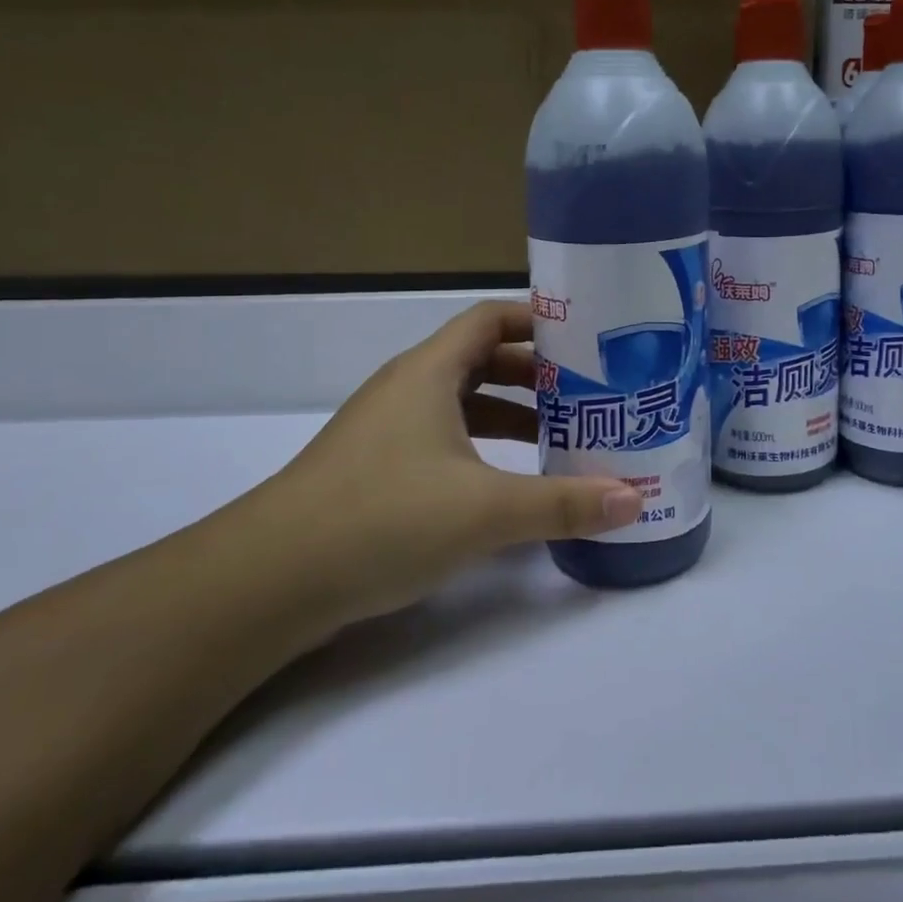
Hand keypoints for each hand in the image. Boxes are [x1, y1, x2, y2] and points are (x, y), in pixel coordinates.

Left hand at [259, 301, 642, 622]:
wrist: (267, 582)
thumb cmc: (382, 518)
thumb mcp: (485, 511)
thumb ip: (563, 503)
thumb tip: (634, 499)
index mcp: (429, 373)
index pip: (490, 319)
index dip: (538, 320)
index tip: (587, 337)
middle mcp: (407, 390)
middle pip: (481, 360)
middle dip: (536, 374)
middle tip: (589, 391)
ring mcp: (387, 431)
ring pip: (462, 404)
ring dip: (511, 413)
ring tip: (562, 436)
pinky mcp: (377, 470)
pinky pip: (444, 440)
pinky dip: (482, 448)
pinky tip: (508, 483)